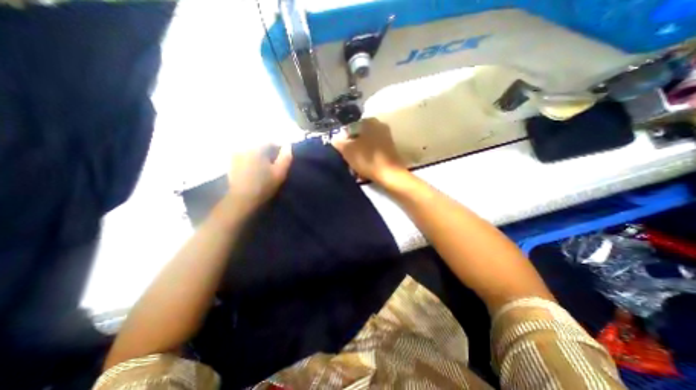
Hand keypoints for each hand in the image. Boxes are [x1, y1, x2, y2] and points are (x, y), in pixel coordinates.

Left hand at [226, 143, 290, 209]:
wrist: (242, 199)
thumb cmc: (264, 185)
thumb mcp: (280, 173)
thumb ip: (285, 158)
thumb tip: (287, 145)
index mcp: (257, 148)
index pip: (270, 142)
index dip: (279, 149)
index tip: (282, 158)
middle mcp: (244, 147)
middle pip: (260, 145)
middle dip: (268, 152)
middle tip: (274, 163)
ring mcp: (235, 155)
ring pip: (252, 151)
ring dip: (259, 156)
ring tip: (264, 166)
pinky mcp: (231, 163)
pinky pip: (244, 156)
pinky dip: (250, 160)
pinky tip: (254, 170)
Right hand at [331, 117, 409, 183]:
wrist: (390, 174)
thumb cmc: (367, 159)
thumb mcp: (347, 150)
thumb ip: (339, 142)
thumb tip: (335, 138)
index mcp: (370, 122)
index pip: (351, 127)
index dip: (344, 139)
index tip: (342, 150)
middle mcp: (380, 126)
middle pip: (360, 137)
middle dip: (353, 147)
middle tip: (348, 158)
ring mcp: (386, 138)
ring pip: (367, 145)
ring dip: (360, 154)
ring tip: (355, 166)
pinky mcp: (390, 149)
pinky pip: (374, 152)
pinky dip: (368, 158)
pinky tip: (365, 168)